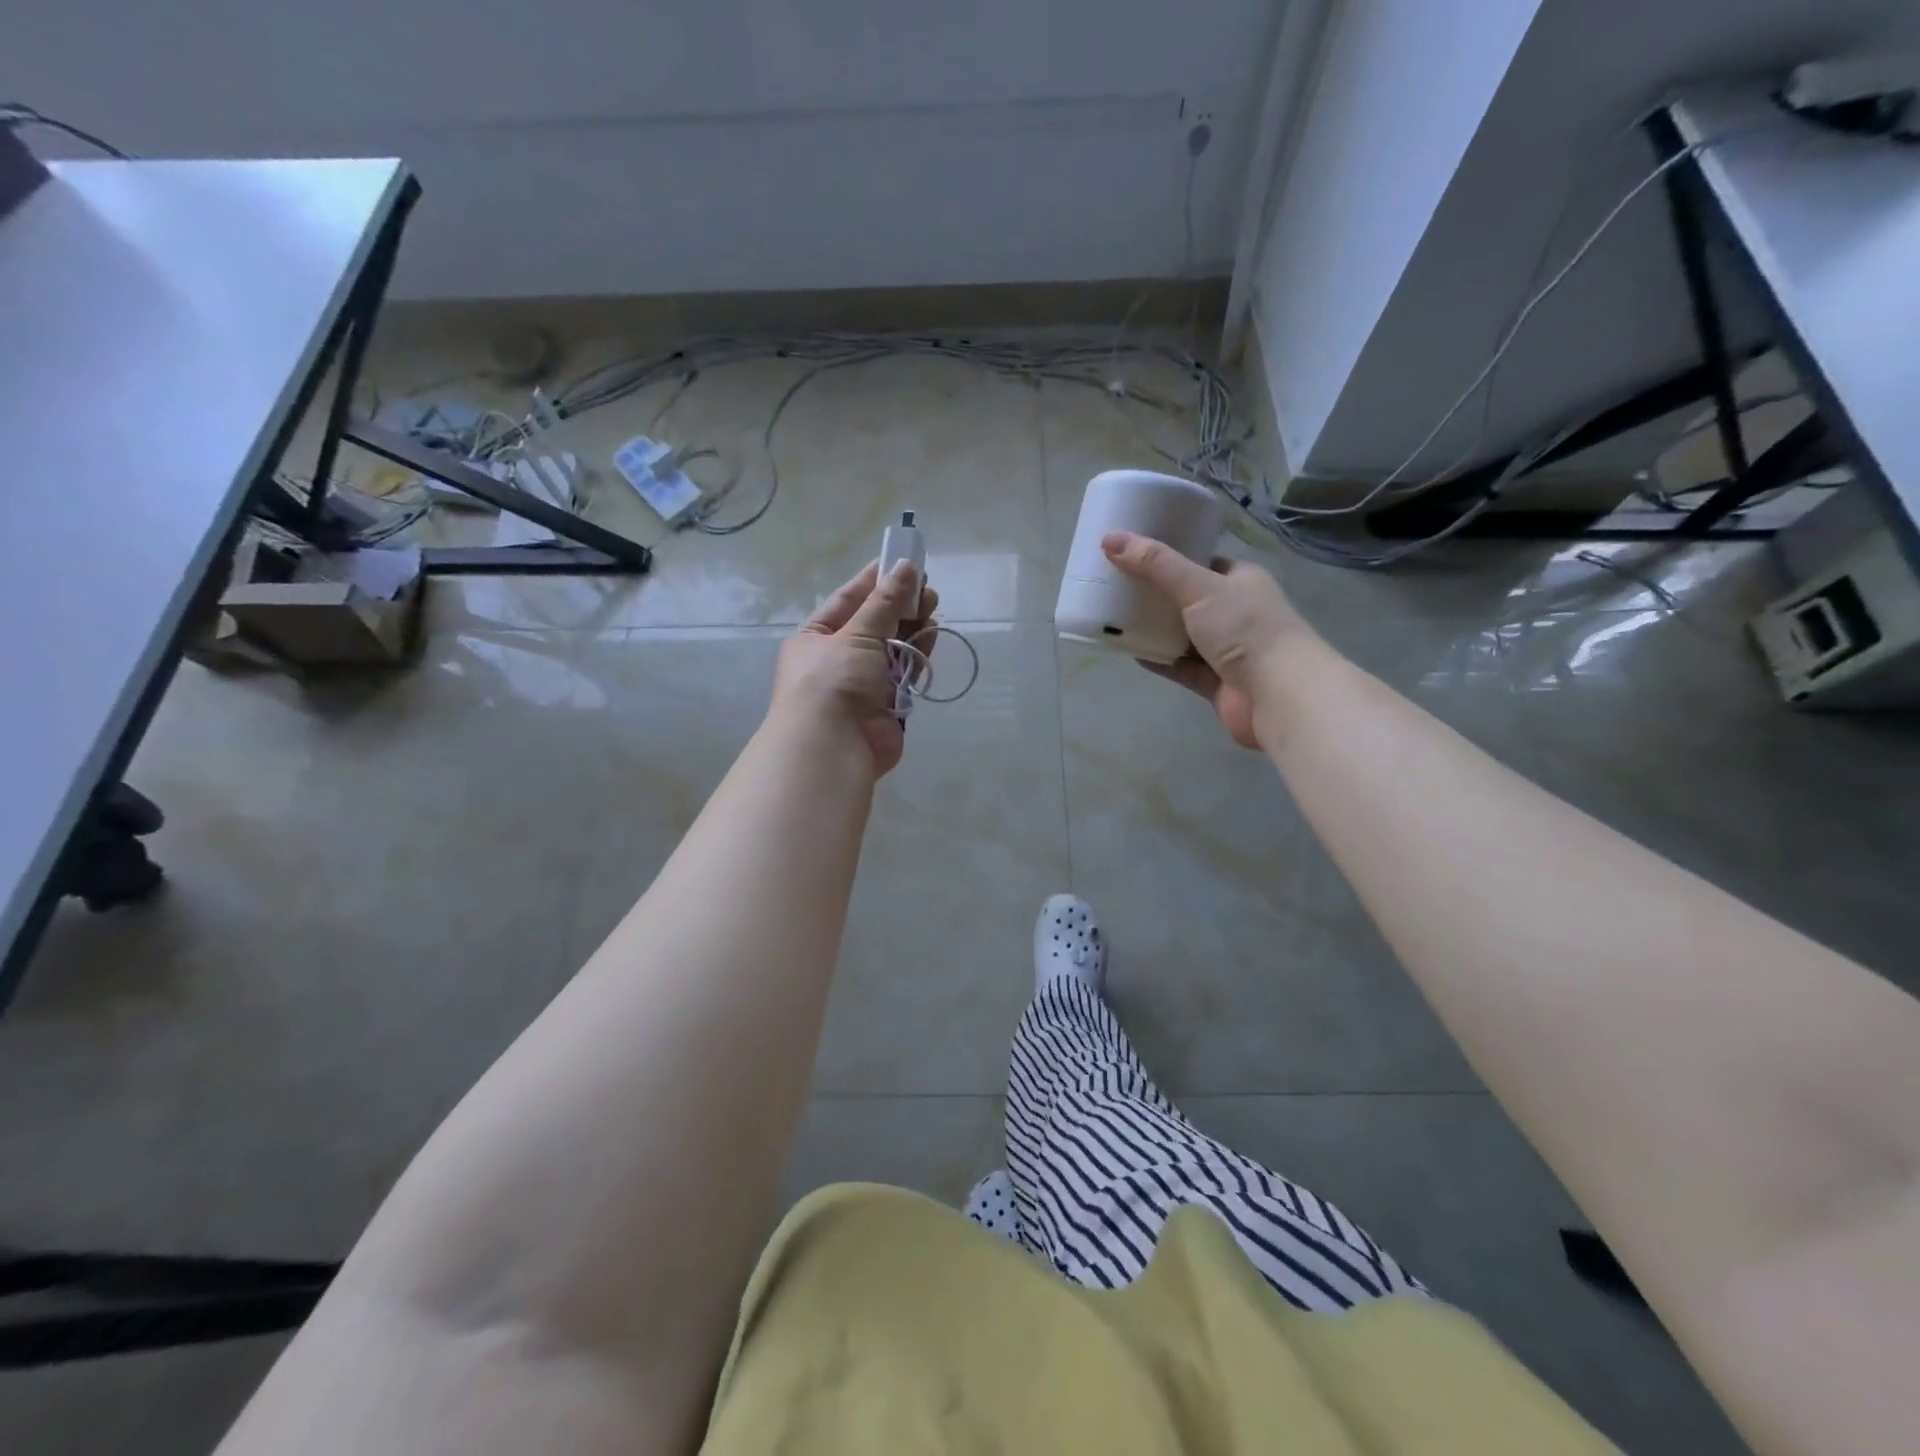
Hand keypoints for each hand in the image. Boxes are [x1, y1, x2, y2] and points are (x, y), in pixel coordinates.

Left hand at [771, 560, 938, 776]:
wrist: (833, 748)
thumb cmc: (833, 681)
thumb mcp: (856, 634)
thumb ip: (885, 602)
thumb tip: (905, 566)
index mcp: (815, 638)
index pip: (847, 601)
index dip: (874, 581)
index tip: (901, 561)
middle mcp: (837, 659)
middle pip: (873, 624)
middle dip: (899, 604)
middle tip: (927, 586)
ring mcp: (863, 684)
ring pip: (892, 647)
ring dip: (912, 626)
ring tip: (933, 605)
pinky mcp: (886, 704)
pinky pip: (905, 672)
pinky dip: (918, 653)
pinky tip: (932, 633)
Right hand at [1101, 531, 1311, 750]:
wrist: (1278, 694)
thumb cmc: (1244, 629)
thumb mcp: (1198, 586)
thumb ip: (1155, 565)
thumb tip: (1110, 539)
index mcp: (1240, 580)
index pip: (1202, 562)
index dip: (1170, 557)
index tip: (1134, 554)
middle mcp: (1235, 612)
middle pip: (1187, 599)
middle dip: (1155, 595)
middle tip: (1116, 586)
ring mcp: (1226, 649)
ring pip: (1182, 635)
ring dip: (1154, 630)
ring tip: (1115, 617)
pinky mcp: (1215, 681)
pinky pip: (1180, 666)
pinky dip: (1158, 659)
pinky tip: (1130, 651)